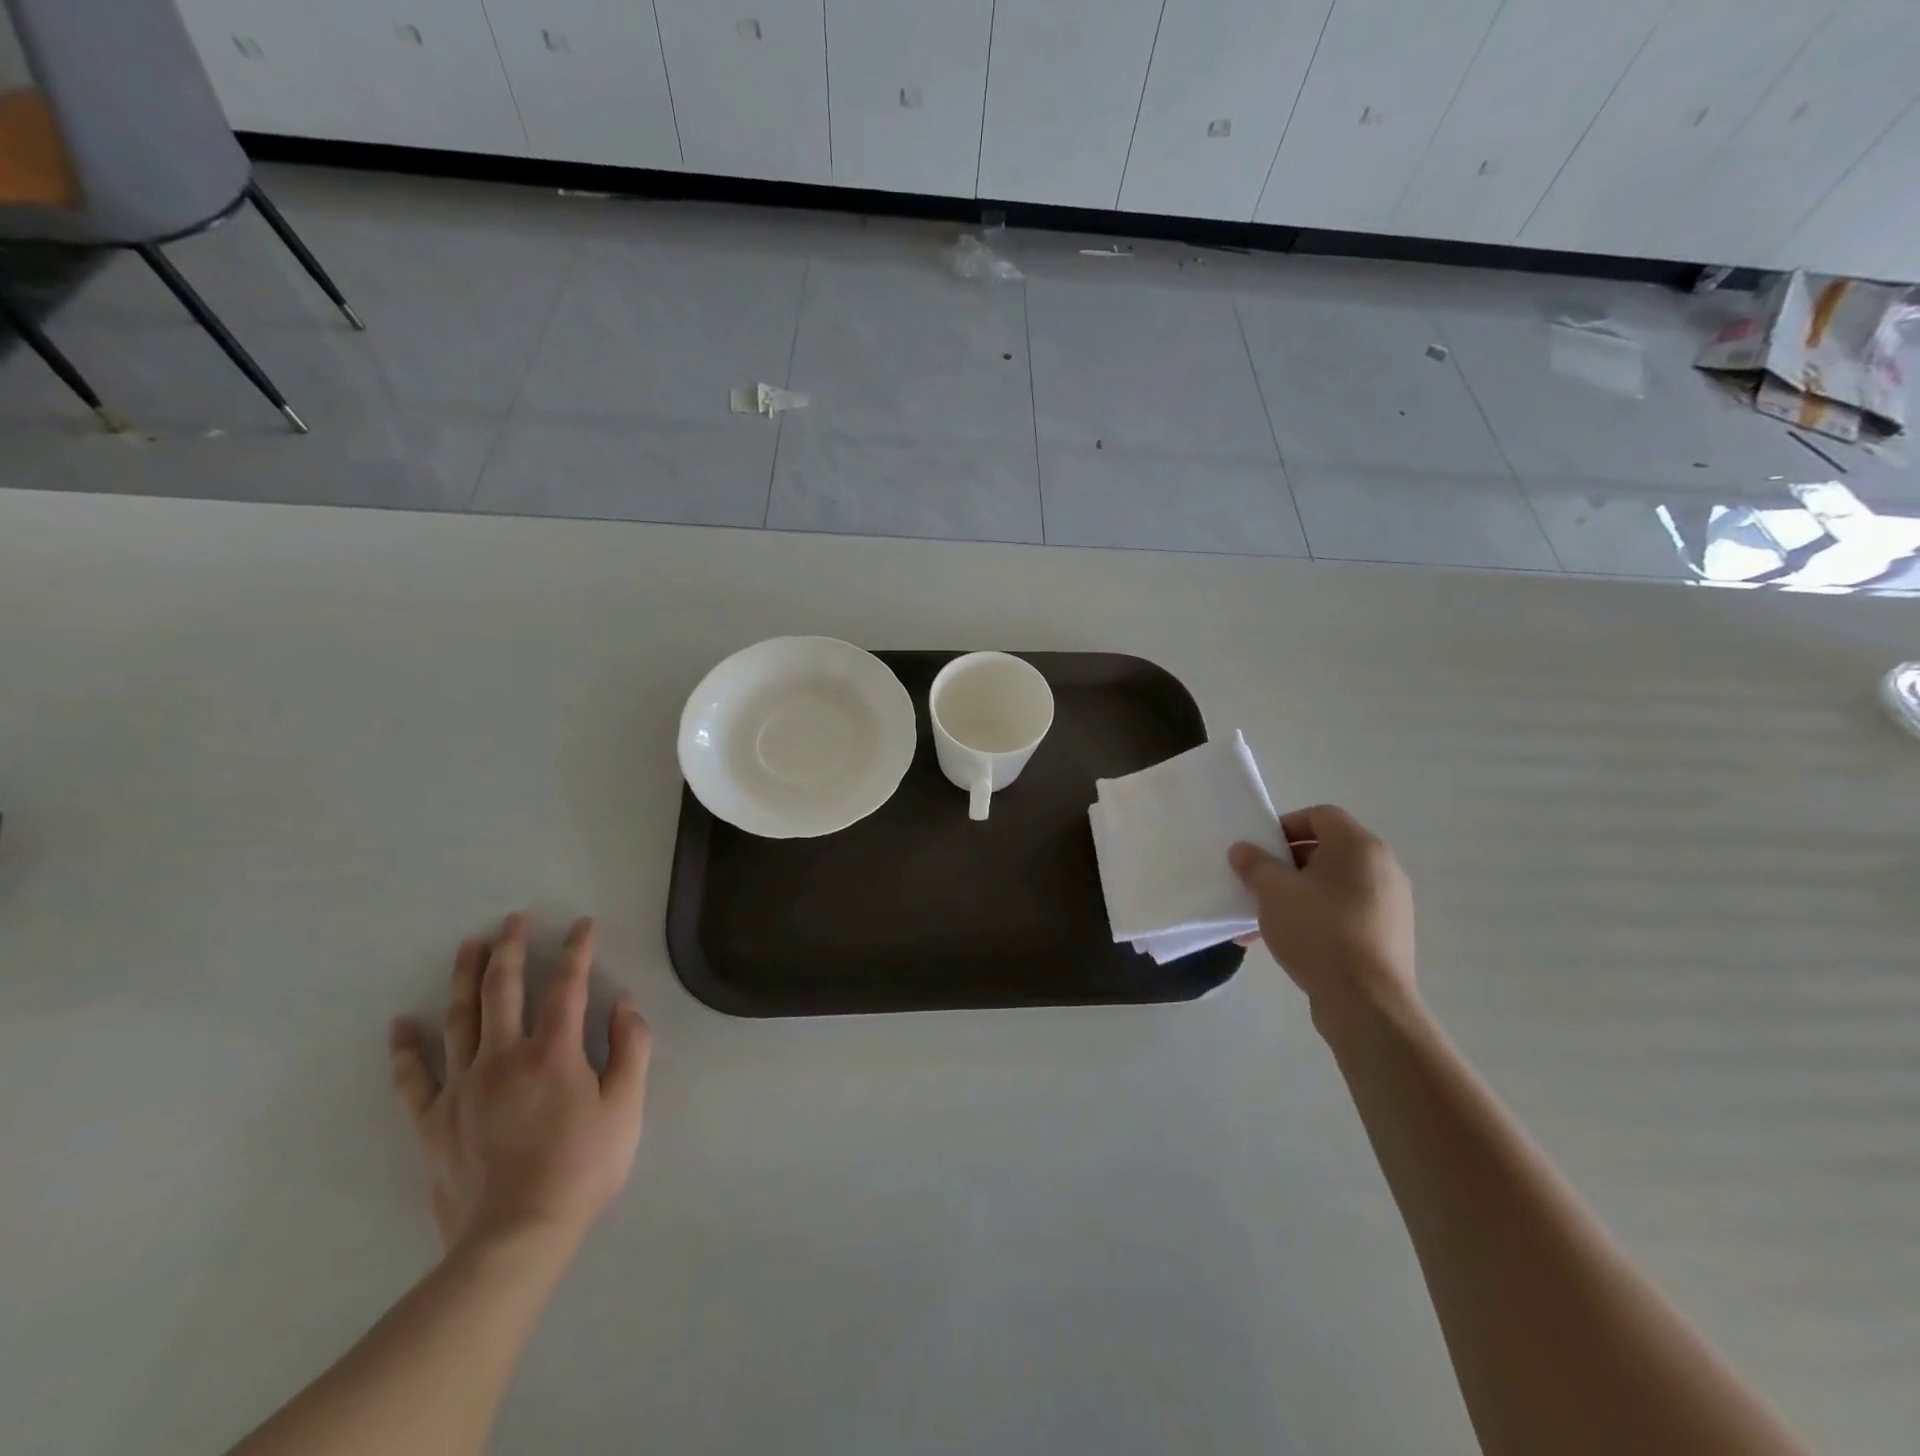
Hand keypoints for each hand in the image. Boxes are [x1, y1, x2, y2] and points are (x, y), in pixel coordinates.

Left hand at [388, 914, 651, 1257]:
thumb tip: (623, 1003)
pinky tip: (400, 1024)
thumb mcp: (627, 1107)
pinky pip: (413, 1078)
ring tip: (468, 946)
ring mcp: (462, 1088)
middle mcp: (503, 1058)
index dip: (577, 951)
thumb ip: (631, 1048)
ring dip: (465, 978)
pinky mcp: (433, 1121)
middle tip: (513, 920)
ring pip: (459, 1019)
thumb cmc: (582, 1168)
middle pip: (503, 991)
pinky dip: (406, 1049)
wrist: (515, 1238)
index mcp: (553, 1053)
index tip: (582, 925)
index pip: (567, 986)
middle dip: (511, 950)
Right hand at [1229, 805, 1416, 1025]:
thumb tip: (1243, 850)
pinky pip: (1342, 913)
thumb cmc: (1319, 931)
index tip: (1260, 850)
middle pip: (1325, 851)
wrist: (1367, 1002)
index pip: (1320, 815)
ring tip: (1261, 919)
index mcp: (1359, 847)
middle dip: (1285, 865)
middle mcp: (1382, 868)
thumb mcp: (1273, 892)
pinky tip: (1283, 942)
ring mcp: (1388, 904)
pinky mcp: (1386, 936)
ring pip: (1330, 886)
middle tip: (1257, 883)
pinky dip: (1313, 918)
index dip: (1285, 826)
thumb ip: (1254, 864)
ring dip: (1294, 894)